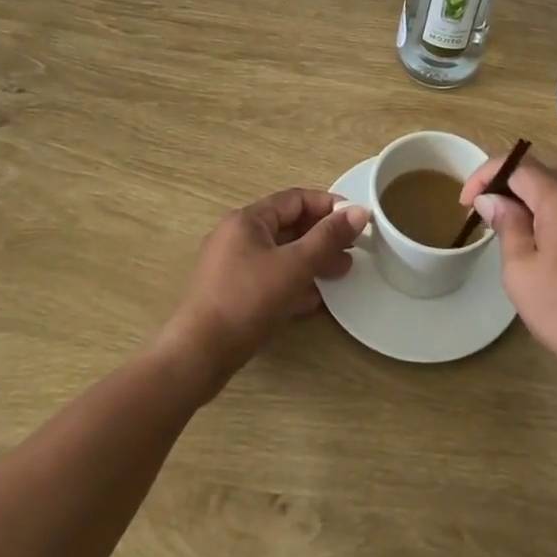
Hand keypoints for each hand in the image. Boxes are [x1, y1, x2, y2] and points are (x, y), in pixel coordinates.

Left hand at [160, 189, 367, 393]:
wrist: (197, 358)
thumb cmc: (247, 301)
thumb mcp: (294, 266)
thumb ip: (328, 237)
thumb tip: (360, 211)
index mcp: (248, 220)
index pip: (296, 199)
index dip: (328, 206)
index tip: (356, 220)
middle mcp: (237, 236)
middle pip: (288, 226)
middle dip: (322, 237)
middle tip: (352, 251)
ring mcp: (231, 267)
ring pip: (280, 254)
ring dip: (311, 261)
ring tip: (340, 273)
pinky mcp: (230, 295)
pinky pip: (269, 279)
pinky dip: (292, 283)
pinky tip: (314, 300)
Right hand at [462, 152, 556, 385]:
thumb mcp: (522, 274)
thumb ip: (506, 226)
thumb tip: (492, 198)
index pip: (514, 166)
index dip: (485, 177)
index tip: (467, 202)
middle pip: (542, 169)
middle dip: (512, 186)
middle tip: (496, 217)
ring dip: (545, 188)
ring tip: (532, 220)